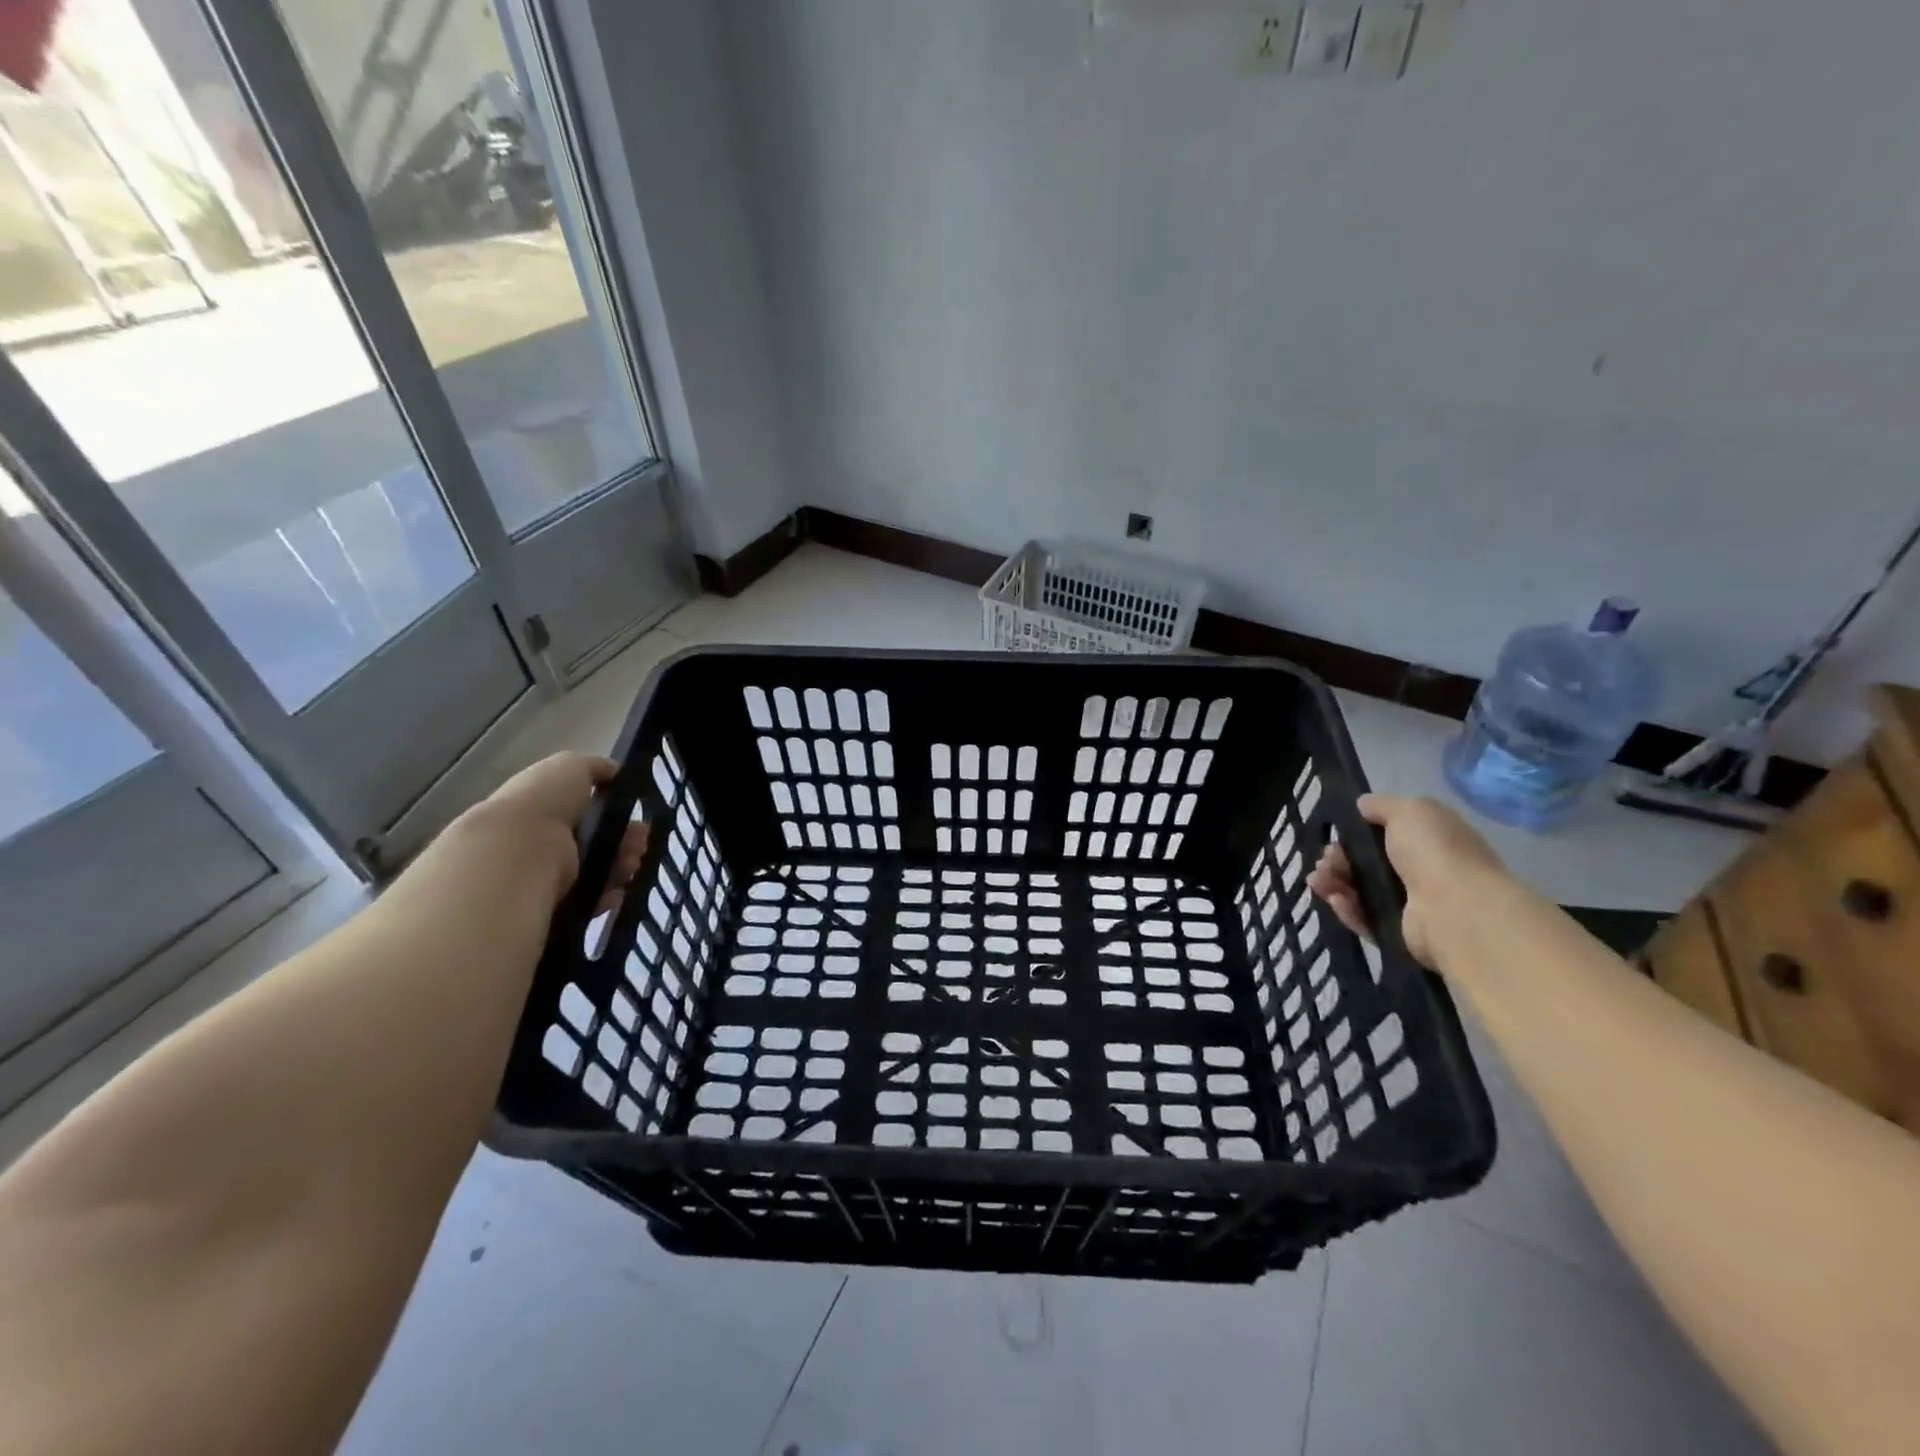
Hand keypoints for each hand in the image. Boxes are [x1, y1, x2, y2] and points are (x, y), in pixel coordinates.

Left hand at [470, 752, 648, 911]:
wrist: (516, 852)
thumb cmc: (544, 802)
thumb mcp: (570, 766)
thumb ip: (595, 768)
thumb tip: (614, 773)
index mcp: (545, 809)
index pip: (588, 813)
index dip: (617, 814)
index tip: (637, 818)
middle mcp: (544, 842)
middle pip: (598, 843)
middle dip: (626, 840)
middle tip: (639, 843)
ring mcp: (547, 875)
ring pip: (599, 871)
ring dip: (623, 865)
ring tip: (631, 864)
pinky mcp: (554, 903)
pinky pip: (590, 901)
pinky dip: (607, 895)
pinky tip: (616, 889)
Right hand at [1306, 794, 1504, 968]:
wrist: (1457, 910)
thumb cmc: (1435, 852)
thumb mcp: (1410, 810)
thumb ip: (1381, 805)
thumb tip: (1361, 805)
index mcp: (1429, 840)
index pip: (1384, 834)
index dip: (1355, 833)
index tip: (1336, 834)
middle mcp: (1421, 871)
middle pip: (1366, 864)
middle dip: (1337, 859)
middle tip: (1325, 860)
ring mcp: (1410, 904)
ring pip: (1360, 891)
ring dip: (1334, 883)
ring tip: (1318, 881)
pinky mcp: (1398, 932)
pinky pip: (1364, 918)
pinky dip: (1347, 909)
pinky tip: (1336, 900)